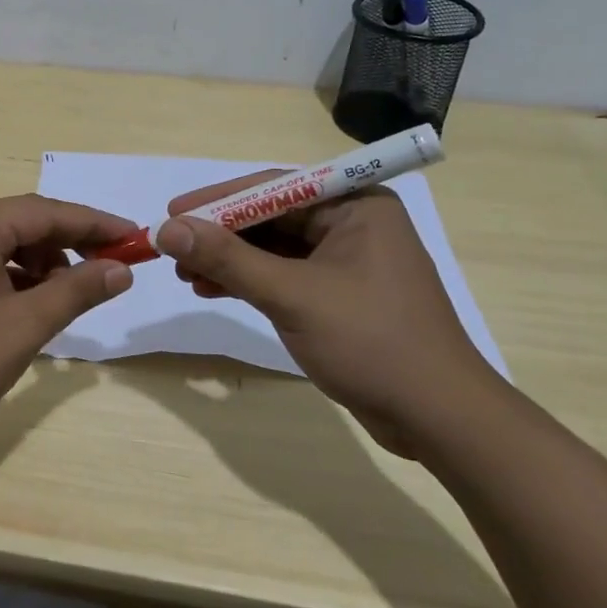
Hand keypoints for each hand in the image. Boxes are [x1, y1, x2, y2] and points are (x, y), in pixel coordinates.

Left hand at [0, 195, 136, 461]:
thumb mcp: (24, 325)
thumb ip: (76, 290)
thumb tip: (121, 268)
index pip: (46, 211)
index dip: (95, 224)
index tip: (136, 237)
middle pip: (25, 224)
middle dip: (70, 245)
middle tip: (112, 269)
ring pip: (5, 246)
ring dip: (42, 266)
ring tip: (68, 299)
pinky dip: (15, 280)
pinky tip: (31, 307)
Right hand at [154, 175, 491, 455]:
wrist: (438, 419)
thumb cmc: (372, 343)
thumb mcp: (292, 296)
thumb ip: (228, 259)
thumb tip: (168, 229)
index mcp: (355, 205)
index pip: (273, 188)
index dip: (218, 200)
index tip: (171, 212)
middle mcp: (352, 222)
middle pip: (270, 217)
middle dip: (220, 234)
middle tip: (172, 248)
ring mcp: (345, 260)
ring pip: (272, 248)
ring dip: (228, 260)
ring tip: (186, 275)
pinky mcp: (338, 294)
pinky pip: (283, 274)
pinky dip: (248, 281)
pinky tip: (212, 290)